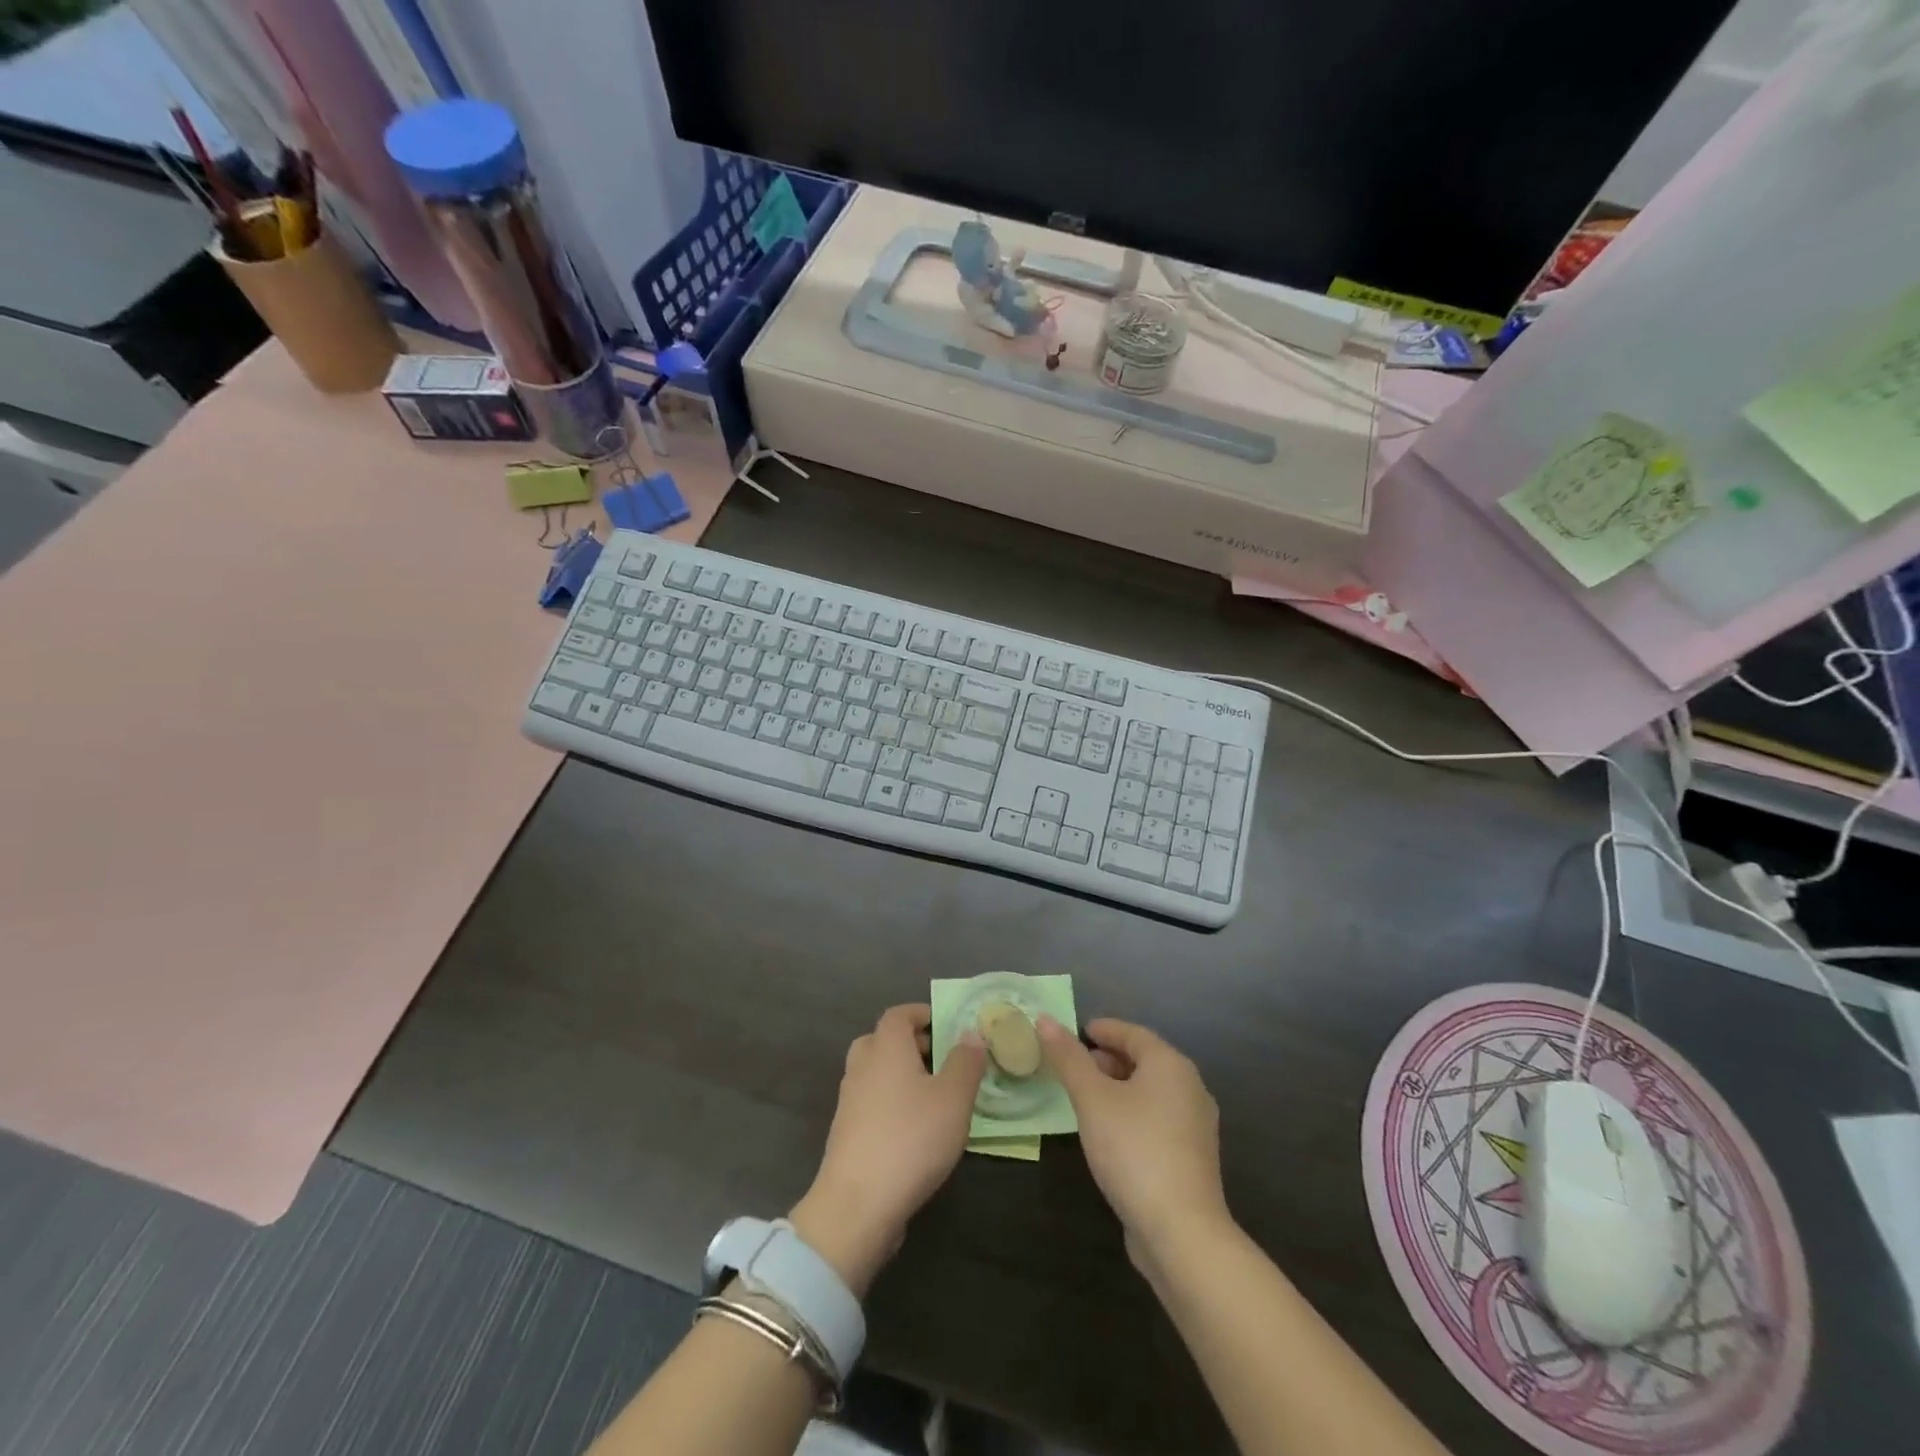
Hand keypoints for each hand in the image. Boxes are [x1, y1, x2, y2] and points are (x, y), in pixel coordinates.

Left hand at [791, 1004, 985, 1296]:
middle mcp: (862, 1065)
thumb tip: (971, 1034)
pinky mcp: (846, 1133)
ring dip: (902, 1075)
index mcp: (886, 1047)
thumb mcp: (953, 1099)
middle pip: (883, 1040)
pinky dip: (891, 1103)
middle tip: (944, 1061)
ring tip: (935, 1097)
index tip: (947, 1025)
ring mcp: (849, 1100)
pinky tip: (915, 1130)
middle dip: (913, 1044)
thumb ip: (965, 1062)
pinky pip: (871, 1102)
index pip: (899, 1014)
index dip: (922, 1013)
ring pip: (876, 1072)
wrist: (857, 1204)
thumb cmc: (911, 1139)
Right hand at [1038, 1016, 1232, 1270]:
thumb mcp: (1092, 1099)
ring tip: (1084, 1098)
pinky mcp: (1192, 1158)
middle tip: (1073, 1066)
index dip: (1102, 1029)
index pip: (1133, 1033)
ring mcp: (1195, 1125)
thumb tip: (1044, 1019)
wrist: (1182, 1233)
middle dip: (1108, 1059)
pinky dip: (1131, 1113)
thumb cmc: (1134, 1150)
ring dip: (1118, 1087)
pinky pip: (1156, 1118)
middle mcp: (1190, 1087)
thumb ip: (1068, 1058)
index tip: (1074, 1032)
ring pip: (1151, 1091)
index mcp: (1171, 1065)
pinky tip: (1108, 1132)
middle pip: (1144, 1060)